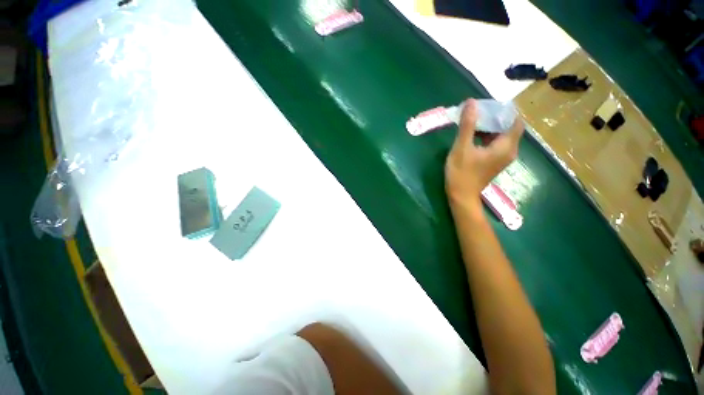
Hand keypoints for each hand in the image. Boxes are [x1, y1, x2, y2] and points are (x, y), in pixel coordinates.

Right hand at [445, 99, 524, 207]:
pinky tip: (473, 135)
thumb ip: (467, 125)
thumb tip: (471, 103)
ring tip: (474, 120)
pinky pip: (495, 144)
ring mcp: (502, 158)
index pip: (516, 121)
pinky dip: (487, 136)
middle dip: (496, 117)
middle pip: (509, 128)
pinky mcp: (494, 162)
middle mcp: (509, 151)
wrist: (461, 196)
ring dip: (490, 127)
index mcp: (505, 146)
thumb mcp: (462, 148)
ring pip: (501, 136)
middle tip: (479, 111)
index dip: (506, 111)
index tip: (491, 104)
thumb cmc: (461, 173)